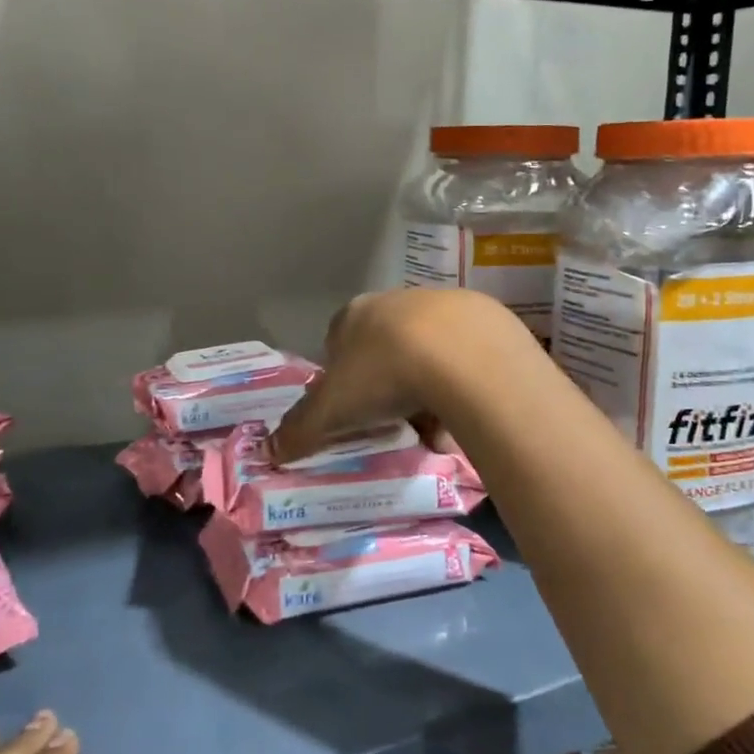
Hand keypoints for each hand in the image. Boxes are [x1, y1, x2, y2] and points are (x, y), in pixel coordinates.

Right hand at [268, 288, 536, 463]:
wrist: (461, 355)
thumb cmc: (382, 375)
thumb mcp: (331, 410)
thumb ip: (300, 430)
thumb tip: (269, 451)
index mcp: (355, 315)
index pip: (338, 341)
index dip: (343, 376)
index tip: (352, 407)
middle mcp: (397, 302)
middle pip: (386, 347)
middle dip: (389, 383)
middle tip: (394, 419)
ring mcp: (444, 306)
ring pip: (428, 353)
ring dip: (428, 387)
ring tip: (434, 427)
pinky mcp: (484, 319)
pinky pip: (465, 358)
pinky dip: (462, 385)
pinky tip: (466, 413)